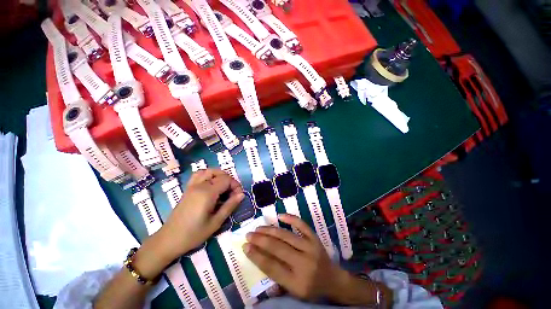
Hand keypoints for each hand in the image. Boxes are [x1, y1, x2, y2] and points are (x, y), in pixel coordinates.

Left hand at [160, 169, 243, 259]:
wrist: (169, 240)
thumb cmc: (194, 234)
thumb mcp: (216, 222)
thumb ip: (230, 206)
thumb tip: (242, 194)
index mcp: (207, 193)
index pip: (227, 180)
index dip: (236, 185)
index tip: (238, 196)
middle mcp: (200, 185)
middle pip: (220, 174)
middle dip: (230, 181)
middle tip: (232, 194)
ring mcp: (192, 185)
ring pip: (209, 171)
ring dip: (220, 175)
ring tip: (224, 187)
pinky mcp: (188, 188)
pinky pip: (199, 174)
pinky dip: (208, 175)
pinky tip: (211, 184)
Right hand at [242, 214, 345, 299]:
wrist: (333, 279)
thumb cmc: (311, 288)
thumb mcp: (293, 291)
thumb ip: (276, 279)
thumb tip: (258, 260)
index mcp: (297, 282)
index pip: (271, 267)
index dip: (256, 256)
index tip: (245, 247)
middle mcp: (304, 263)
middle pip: (277, 248)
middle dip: (260, 240)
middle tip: (249, 234)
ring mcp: (310, 247)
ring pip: (286, 235)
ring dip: (270, 230)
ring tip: (258, 227)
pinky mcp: (315, 238)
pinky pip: (301, 225)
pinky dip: (290, 218)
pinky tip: (279, 216)